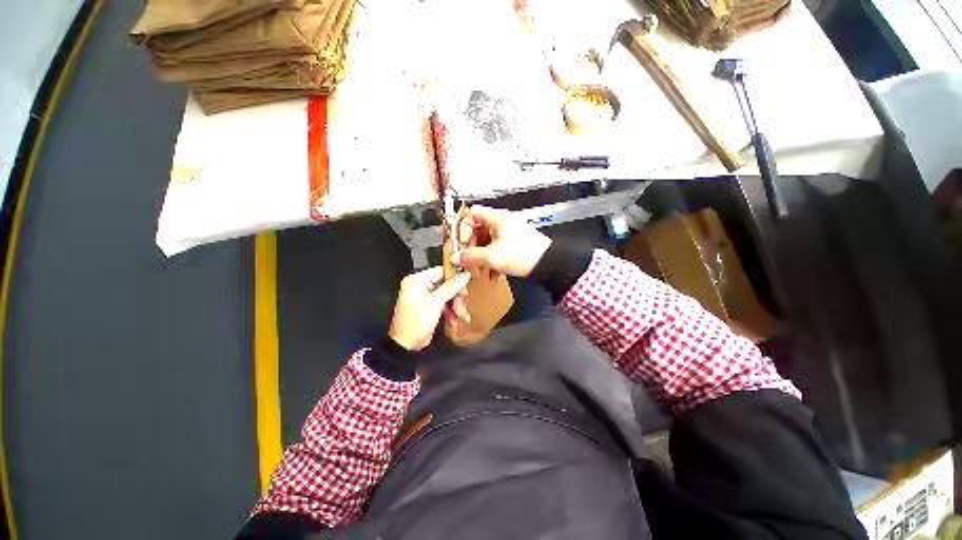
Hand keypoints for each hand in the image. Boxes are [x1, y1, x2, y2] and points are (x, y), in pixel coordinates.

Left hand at [389, 267, 470, 350]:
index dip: (455, 277)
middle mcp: (419, 286)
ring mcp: (424, 297)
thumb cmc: (414, 324)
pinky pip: (443, 304)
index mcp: (417, 280)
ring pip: (446, 295)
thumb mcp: (435, 303)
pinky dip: (450, 312)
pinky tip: (454, 321)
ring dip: (455, 306)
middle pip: (445, 285)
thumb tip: (463, 276)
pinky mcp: (428, 306)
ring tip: (461, 316)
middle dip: (456, 296)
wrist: (406, 345)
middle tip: (463, 302)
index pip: (440, 271)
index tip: (466, 282)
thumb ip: (451, 287)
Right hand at [454, 206, 551, 276]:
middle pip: (476, 229)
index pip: (471, 213)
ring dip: (479, 255)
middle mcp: (501, 223)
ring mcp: (507, 234)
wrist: (548, 265)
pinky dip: (489, 259)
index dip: (462, 227)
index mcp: (497, 218)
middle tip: (466, 258)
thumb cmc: (526, 254)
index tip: (460, 242)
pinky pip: (494, 249)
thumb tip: (456, 257)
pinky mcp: (511, 244)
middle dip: (470, 246)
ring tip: (478, 268)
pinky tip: (490, 273)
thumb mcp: (493, 256)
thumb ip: (471, 256)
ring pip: (485, 241)